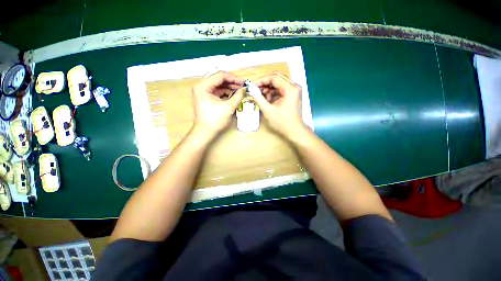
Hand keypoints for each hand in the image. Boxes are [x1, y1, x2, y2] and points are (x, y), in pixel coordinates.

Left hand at [192, 71, 244, 138]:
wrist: (205, 132)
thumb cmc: (215, 120)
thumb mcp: (228, 107)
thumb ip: (238, 96)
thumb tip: (245, 89)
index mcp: (203, 87)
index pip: (220, 76)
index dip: (233, 78)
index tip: (243, 82)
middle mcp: (201, 87)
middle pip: (219, 80)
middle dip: (232, 82)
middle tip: (242, 86)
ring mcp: (203, 93)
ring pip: (218, 86)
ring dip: (229, 87)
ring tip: (240, 90)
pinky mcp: (206, 98)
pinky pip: (217, 92)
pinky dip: (225, 93)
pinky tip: (233, 95)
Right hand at [251, 73, 306, 138]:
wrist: (294, 131)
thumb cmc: (282, 122)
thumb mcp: (268, 110)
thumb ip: (259, 99)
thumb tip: (251, 90)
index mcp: (290, 88)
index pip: (274, 77)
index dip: (262, 80)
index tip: (252, 85)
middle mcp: (293, 86)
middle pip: (276, 79)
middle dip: (265, 84)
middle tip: (255, 90)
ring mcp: (294, 91)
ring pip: (278, 84)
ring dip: (268, 89)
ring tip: (260, 96)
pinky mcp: (292, 95)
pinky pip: (280, 90)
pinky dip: (273, 93)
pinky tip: (267, 100)